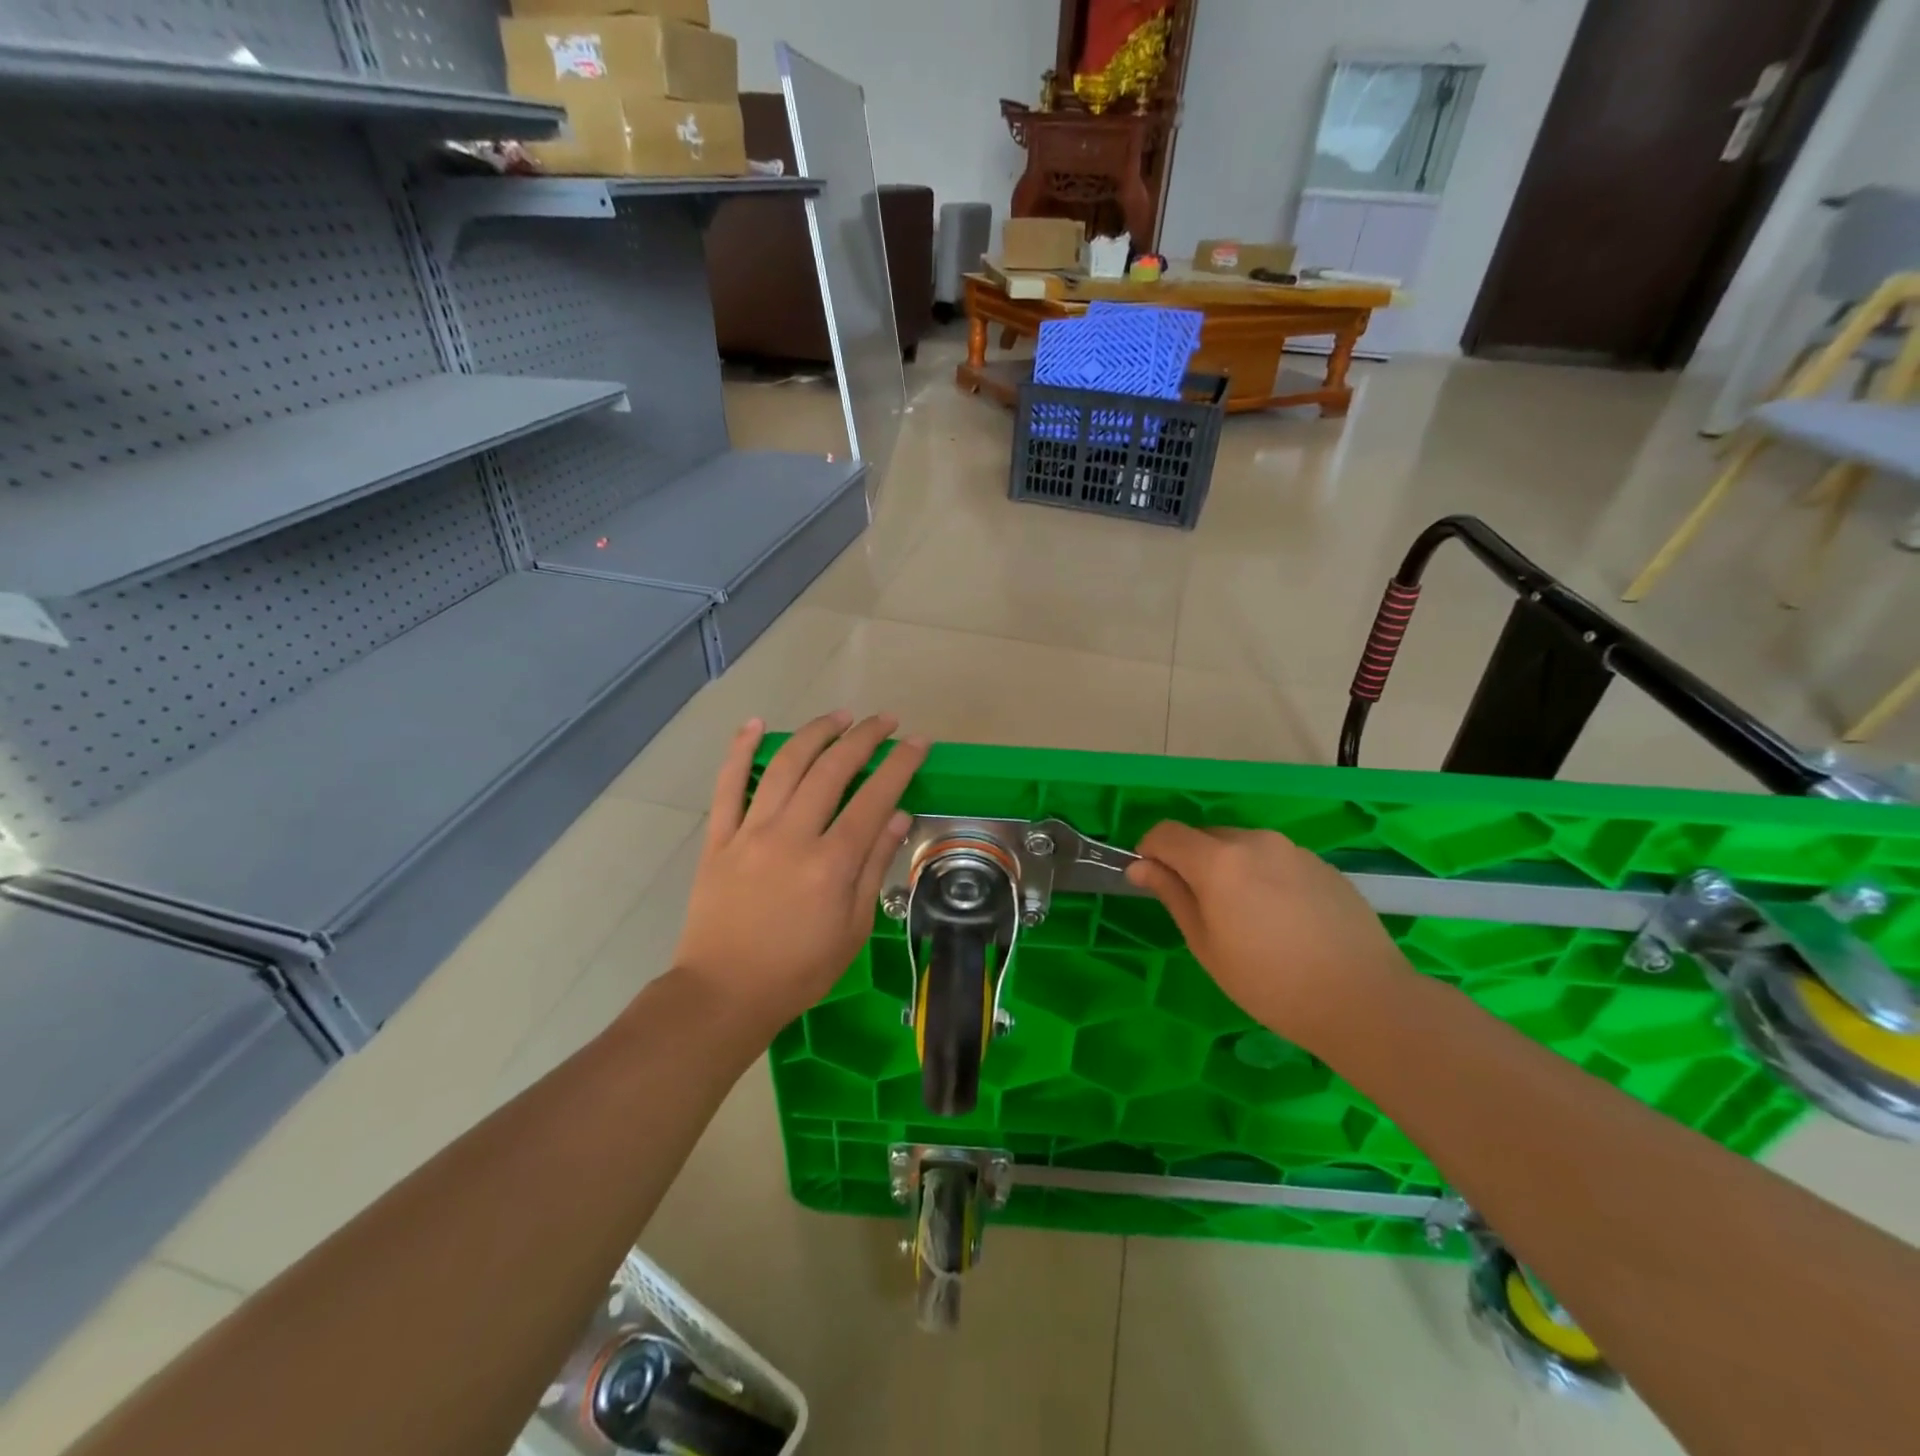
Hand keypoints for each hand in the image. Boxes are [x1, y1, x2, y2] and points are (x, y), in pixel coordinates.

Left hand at [673, 711, 927, 1033]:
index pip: (874, 798)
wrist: (724, 992)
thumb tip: (898, 815)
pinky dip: (740, 750)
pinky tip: (756, 724)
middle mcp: (792, 836)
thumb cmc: (799, 969)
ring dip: (815, 733)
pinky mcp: (719, 838)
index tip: (917, 742)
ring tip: (839, 716)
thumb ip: (874, 867)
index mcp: (831, 863)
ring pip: (785, 766)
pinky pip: (728, 785)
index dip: (899, 764)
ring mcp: (751, 832)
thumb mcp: (853, 928)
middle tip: (884, 720)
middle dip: (863, 738)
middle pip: (831, 770)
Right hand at [1124, 823, 1413, 1048]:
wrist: (1363, 1000)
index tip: (1152, 882)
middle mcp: (1254, 841)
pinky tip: (1281, 919)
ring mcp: (1292, 849)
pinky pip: (1274, 859)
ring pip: (1241, 846)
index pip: (1166, 832)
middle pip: (1204, 836)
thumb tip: (1140, 866)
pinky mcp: (1321, 864)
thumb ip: (1172, 894)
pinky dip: (1262, 876)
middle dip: (1190, 861)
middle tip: (1200, 909)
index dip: (1150, 852)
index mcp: (1218, 859)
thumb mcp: (1206, 944)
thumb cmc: (1270, 983)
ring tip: (1245, 917)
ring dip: (1228, 868)